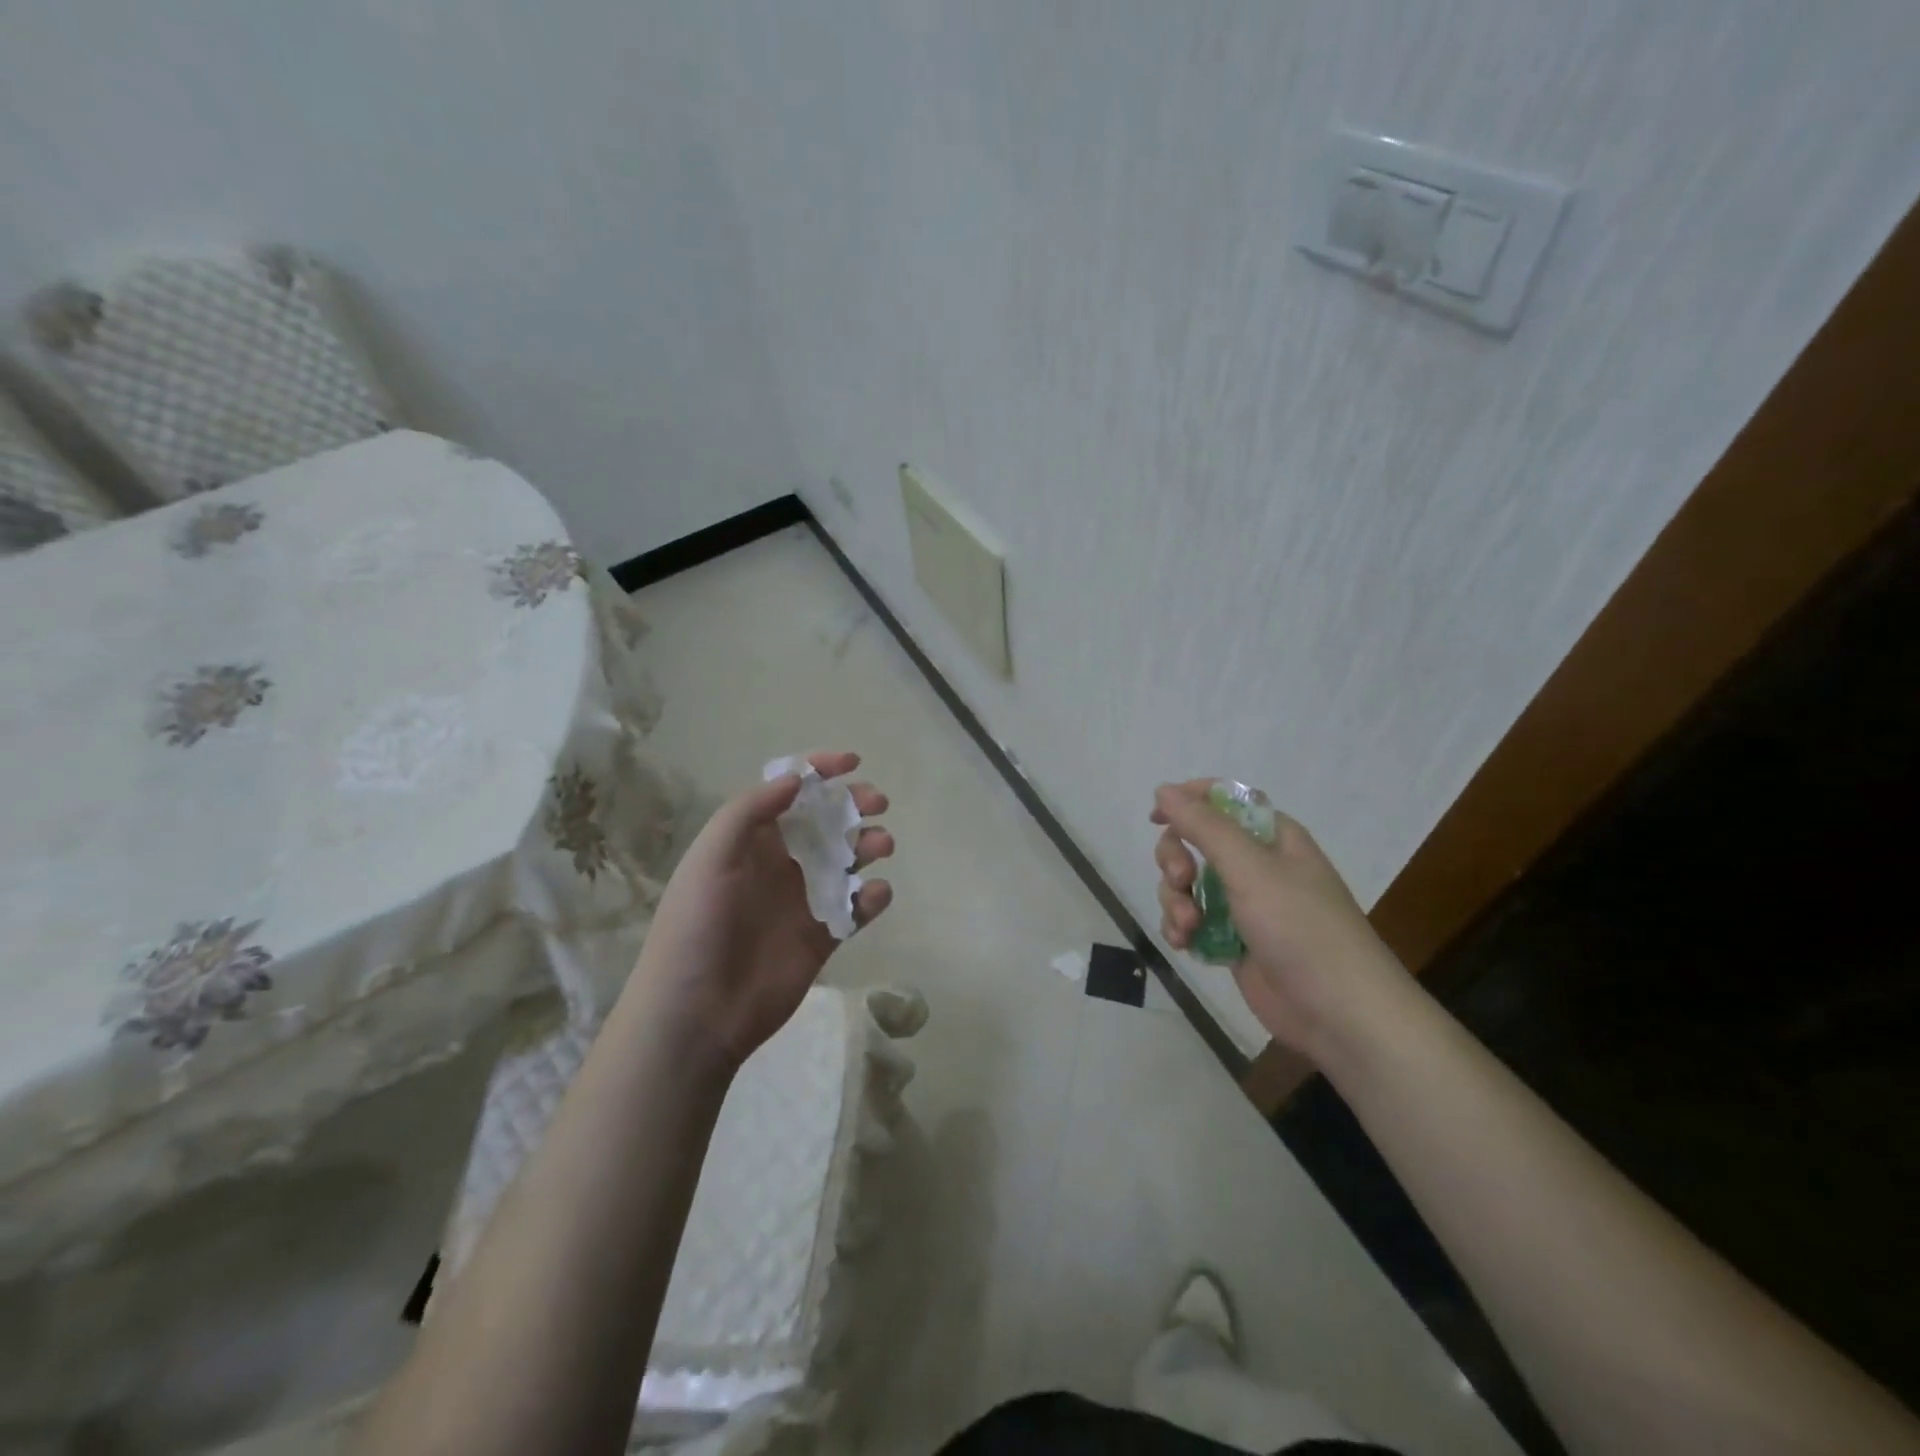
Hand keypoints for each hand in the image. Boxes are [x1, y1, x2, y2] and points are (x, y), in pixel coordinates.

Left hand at [631, 752, 892, 1072]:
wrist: (698, 1012)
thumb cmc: (698, 926)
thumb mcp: (711, 857)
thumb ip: (751, 812)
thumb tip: (796, 780)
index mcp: (751, 841)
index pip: (789, 794)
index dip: (819, 772)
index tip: (853, 763)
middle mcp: (781, 864)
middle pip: (827, 823)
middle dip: (854, 806)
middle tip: (876, 803)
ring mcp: (803, 901)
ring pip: (848, 862)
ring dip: (869, 846)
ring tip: (880, 846)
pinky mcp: (823, 936)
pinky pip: (856, 909)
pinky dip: (871, 898)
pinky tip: (873, 896)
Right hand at [1152, 779, 1403, 1057]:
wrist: (1339, 1014)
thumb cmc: (1301, 929)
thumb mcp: (1251, 869)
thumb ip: (1204, 826)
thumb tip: (1164, 789)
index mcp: (1272, 837)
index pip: (1224, 800)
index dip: (1188, 801)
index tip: (1156, 817)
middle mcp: (1257, 865)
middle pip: (1196, 842)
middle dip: (1176, 859)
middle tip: (1180, 880)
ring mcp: (1244, 904)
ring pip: (1188, 883)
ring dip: (1176, 900)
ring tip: (1187, 926)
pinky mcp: (1233, 940)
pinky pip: (1192, 919)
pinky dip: (1180, 927)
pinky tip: (1183, 943)